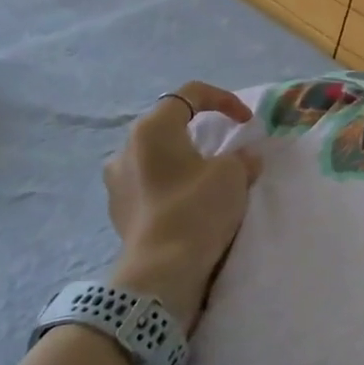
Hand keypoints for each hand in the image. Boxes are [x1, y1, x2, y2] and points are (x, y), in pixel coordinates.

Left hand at [104, 82, 261, 328]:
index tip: (246, 122)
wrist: (161, 271)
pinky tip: (187, 204)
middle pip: (169, 124)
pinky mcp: (117, 209)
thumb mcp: (233, 175)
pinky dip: (169, 185)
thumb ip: (242, 158)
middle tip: (225, 148)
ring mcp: (116, 180)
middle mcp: (126, 147)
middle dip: (200, 131)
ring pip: (156, 156)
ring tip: (206, 178)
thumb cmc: (196, 209)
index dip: (224, 100)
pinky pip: (148, 184)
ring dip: (182, 160)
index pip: (190, 93)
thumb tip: (244, 158)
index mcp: (153, 128)